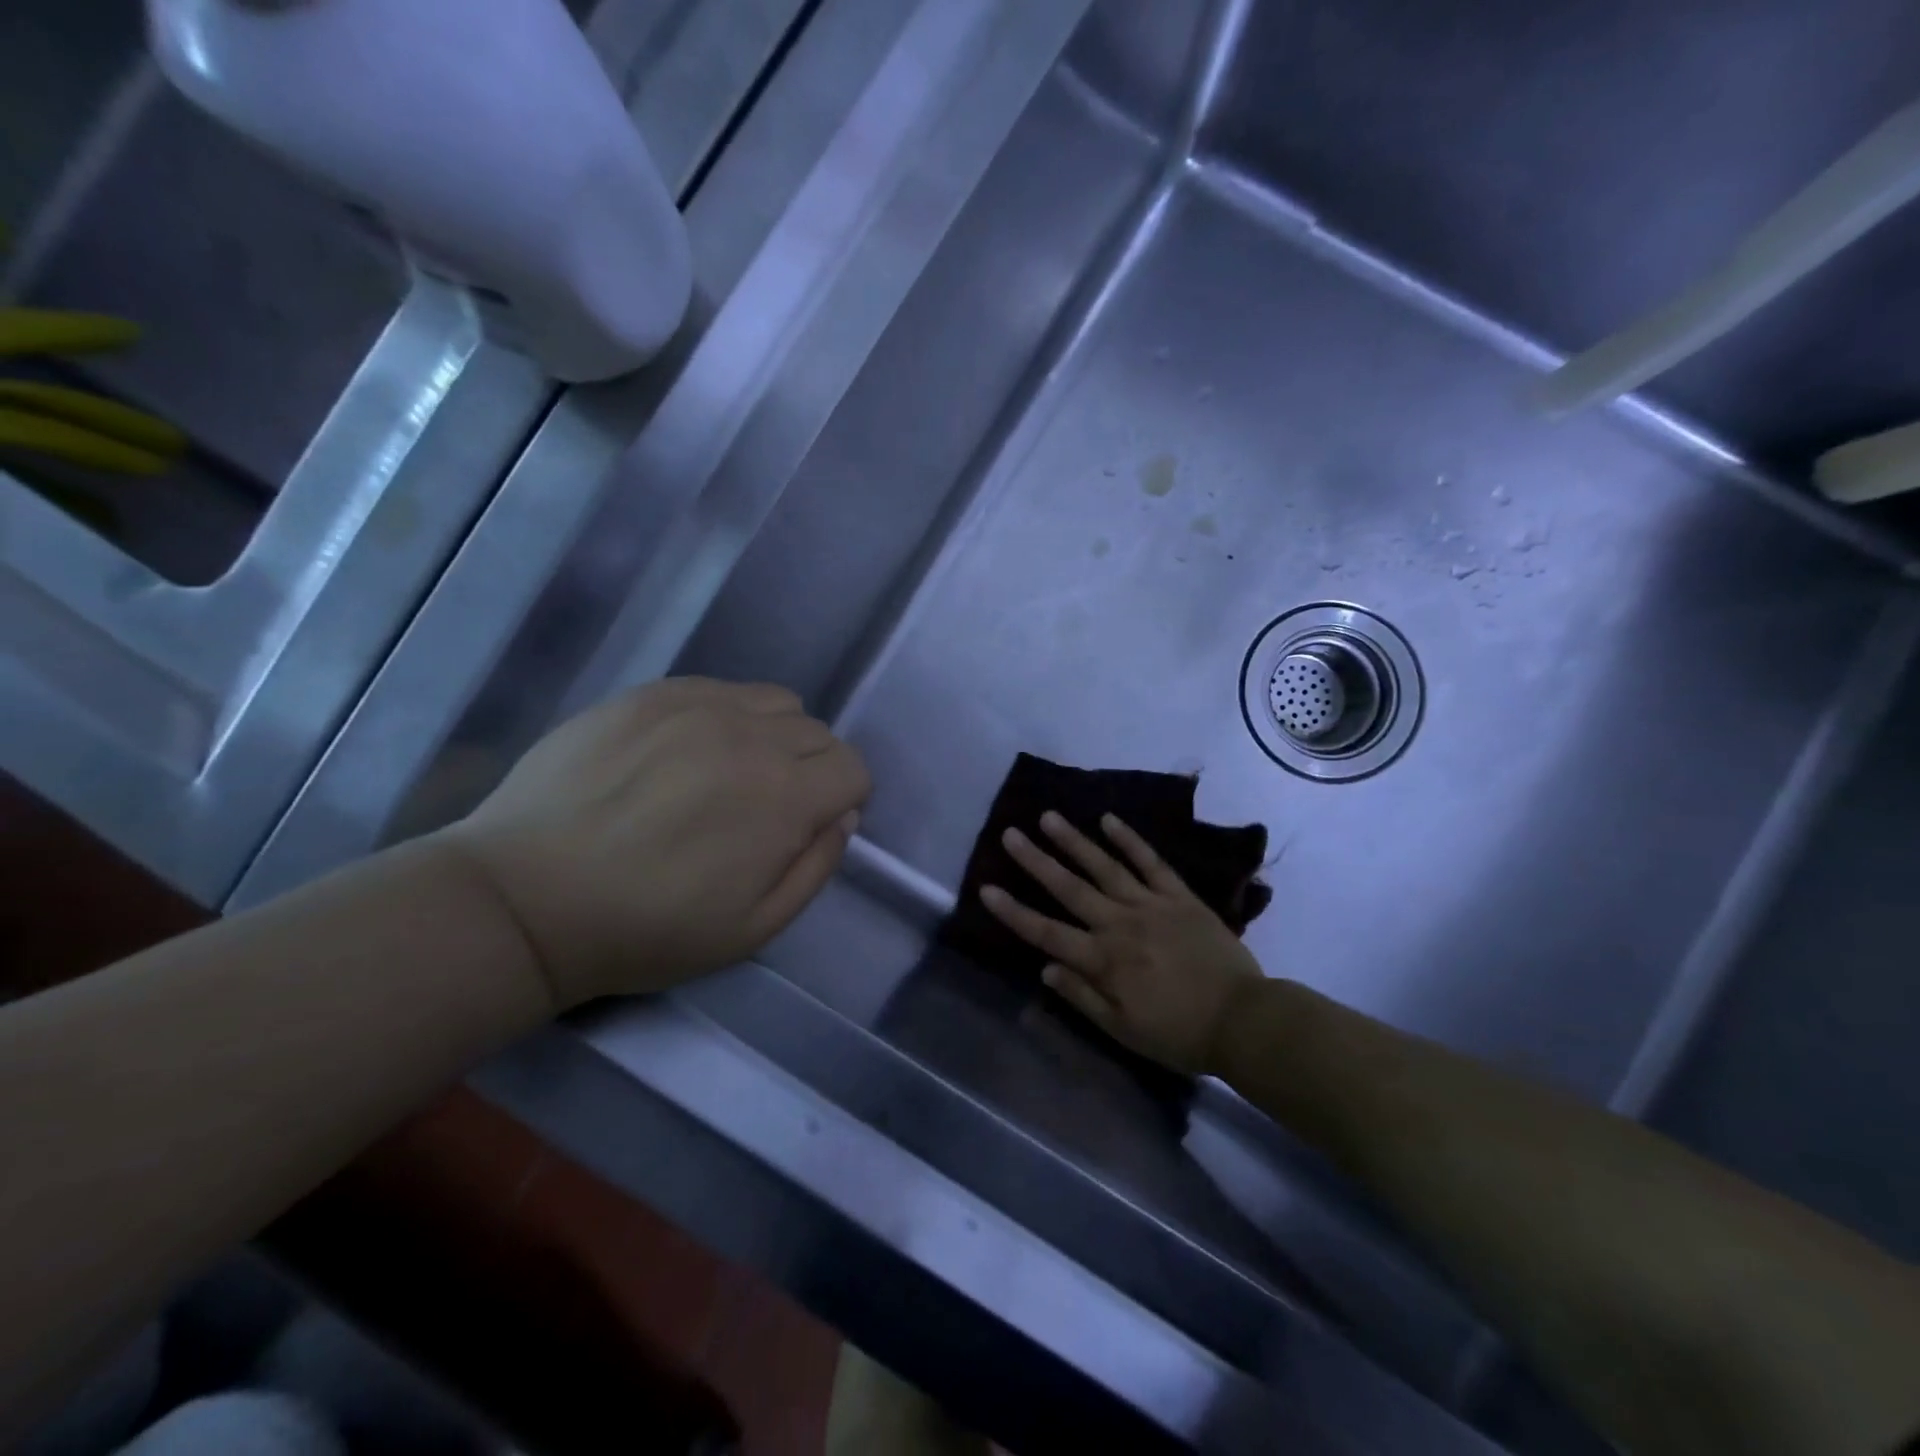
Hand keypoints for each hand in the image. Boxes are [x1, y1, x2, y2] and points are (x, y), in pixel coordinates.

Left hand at [441, 678, 869, 1008]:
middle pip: (819, 734)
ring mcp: (697, 705)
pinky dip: (728, 716)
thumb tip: (842, 817)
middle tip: (766, 809)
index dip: (843, 801)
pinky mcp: (651, 693)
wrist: (526, 899)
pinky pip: (722, 688)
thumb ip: (816, 868)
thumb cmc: (645, 929)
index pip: (853, 769)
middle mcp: (750, 736)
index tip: (809, 827)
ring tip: (731, 773)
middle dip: (812, 771)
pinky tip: (687, 753)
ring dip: (775, 737)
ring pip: (777, 702)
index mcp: (782, 797)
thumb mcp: (753, 930)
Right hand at [981, 812, 1263, 1074]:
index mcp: (1103, 960)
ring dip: (1074, 841)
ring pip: (1104, 867)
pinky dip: (1130, 840)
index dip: (1014, 911)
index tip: (987, 888)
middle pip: (1069, 888)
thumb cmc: (1179, 1033)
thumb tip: (1045, 968)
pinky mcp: (1180, 896)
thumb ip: (1082, 997)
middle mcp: (1120, 924)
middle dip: (1036, 860)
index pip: (1047, 932)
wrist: (1244, 1020)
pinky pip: (1151, 862)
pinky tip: (1109, 820)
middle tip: (1011, 834)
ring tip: (1049, 817)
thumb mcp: (1124, 1030)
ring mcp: (1151, 905)